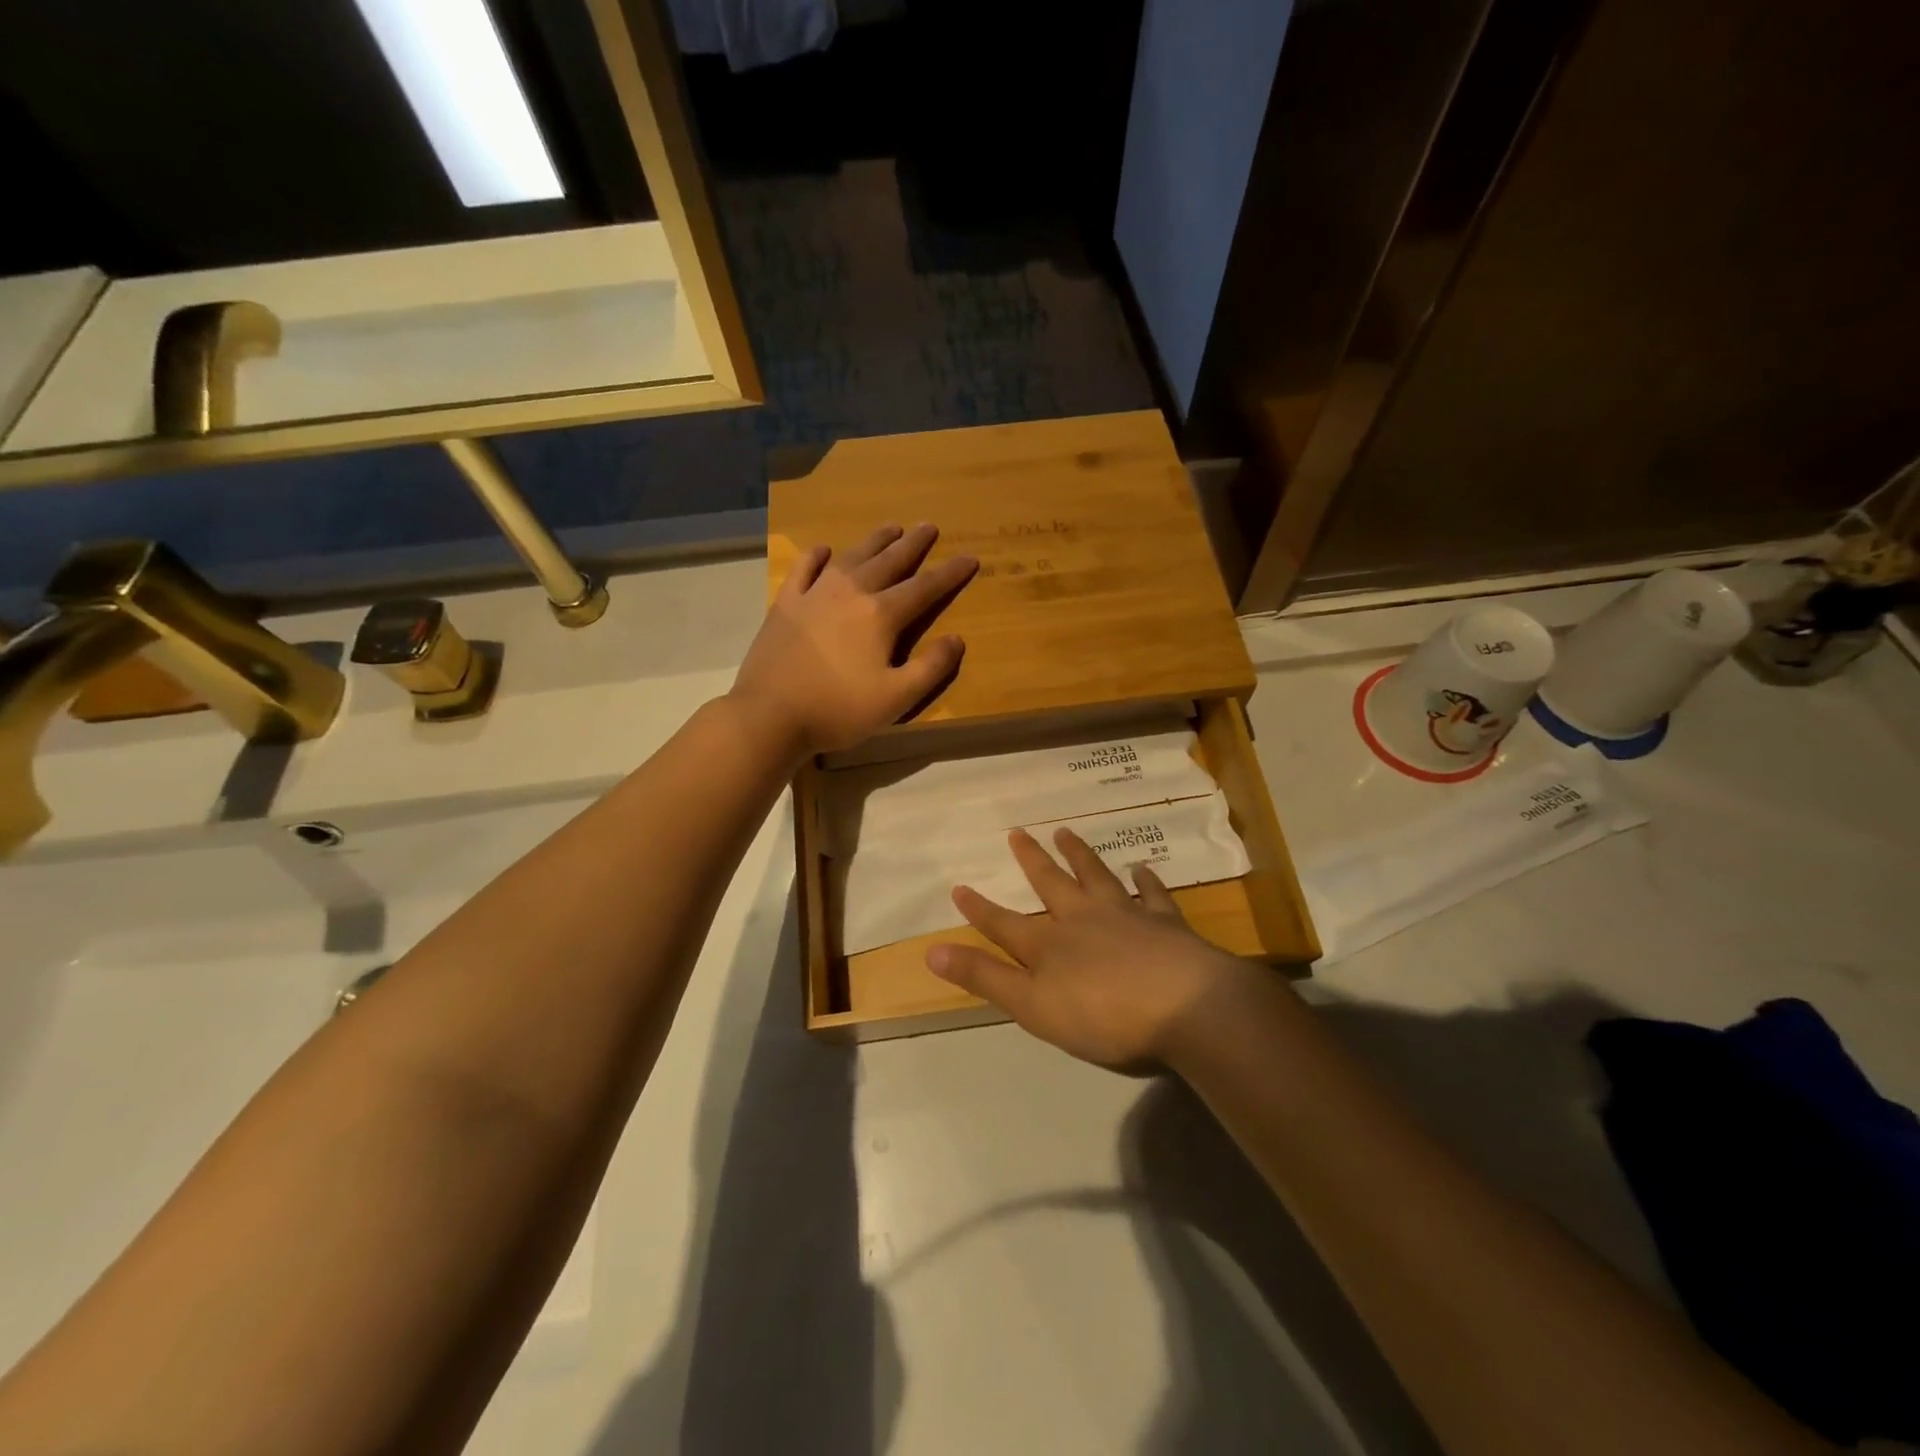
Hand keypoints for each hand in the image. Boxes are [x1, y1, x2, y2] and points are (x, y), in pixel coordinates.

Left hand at [731, 523, 976, 756]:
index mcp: (881, 615)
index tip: (970, 558)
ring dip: (874, 541)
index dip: (950, 573)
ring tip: (891, 527)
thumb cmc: (838, 709)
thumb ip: (931, 667)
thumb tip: (956, 639)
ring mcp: (815, 594)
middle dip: (913, 544)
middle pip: (889, 561)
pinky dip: (816, 556)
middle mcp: (851, 593)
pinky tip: (824, 550)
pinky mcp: (786, 604)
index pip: (925, 588)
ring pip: (852, 557)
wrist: (770, 714)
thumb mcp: (897, 698)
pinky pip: (804, 569)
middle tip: (928, 526)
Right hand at [926, 826, 1267, 1070]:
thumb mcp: (1033, 1007)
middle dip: (1031, 860)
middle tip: (1017, 832)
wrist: (1186, 1007)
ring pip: (1097, 877)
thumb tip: (932, 951)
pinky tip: (1142, 869)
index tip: (958, 886)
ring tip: (1066, 832)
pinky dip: (1146, 881)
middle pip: (1051, 884)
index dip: (979, 909)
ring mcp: (1126, 916)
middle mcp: (1083, 920)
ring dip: (1080, 855)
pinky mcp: (1166, 924)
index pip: (1004, 924)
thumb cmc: (1104, 1017)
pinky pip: (1152, 895)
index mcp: (1049, 945)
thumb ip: (985, 978)